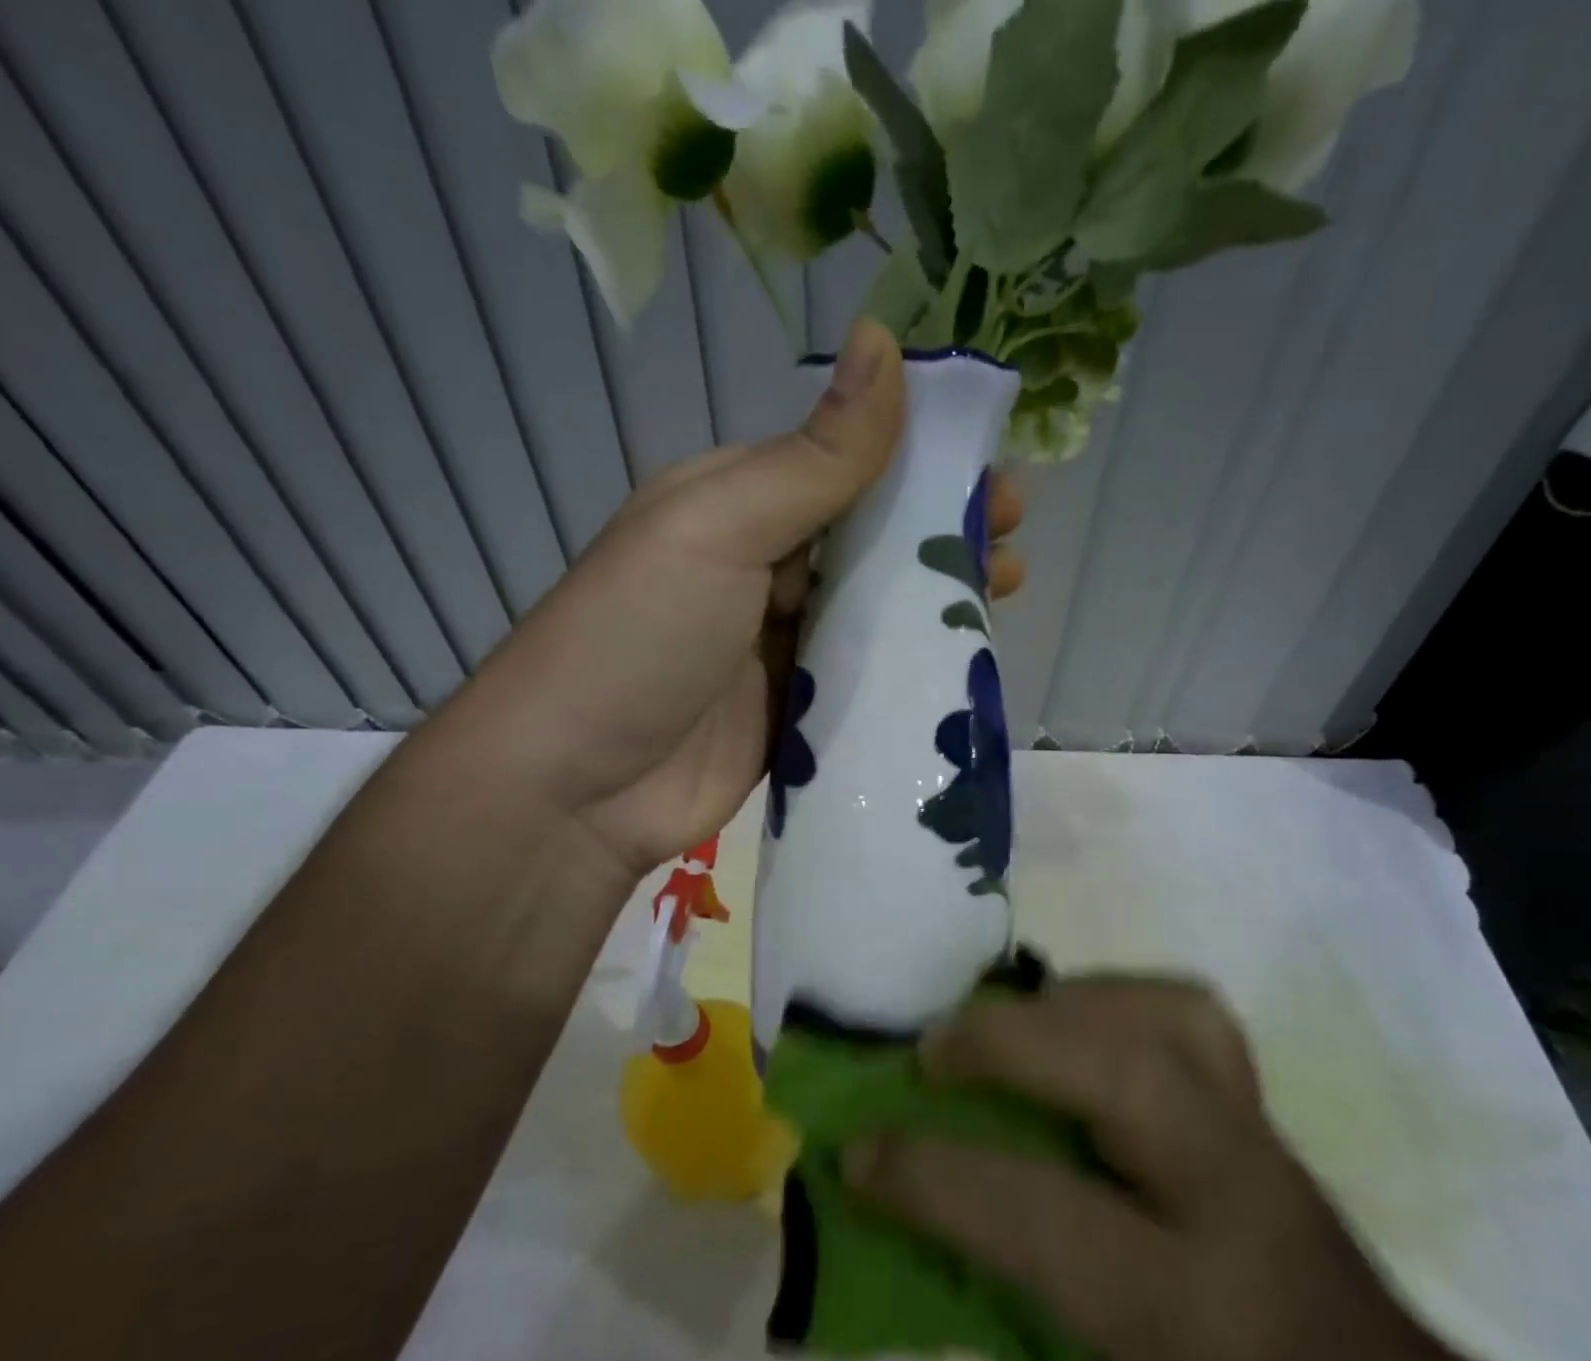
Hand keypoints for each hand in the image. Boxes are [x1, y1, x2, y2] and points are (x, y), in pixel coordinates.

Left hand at [457, 319, 1026, 879]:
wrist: (577, 788)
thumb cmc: (640, 637)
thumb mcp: (720, 528)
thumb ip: (813, 458)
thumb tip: (883, 341)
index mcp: (736, 504)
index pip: (842, 464)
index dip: (920, 460)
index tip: (993, 468)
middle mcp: (759, 568)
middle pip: (866, 538)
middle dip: (941, 533)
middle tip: (1013, 539)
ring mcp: (777, 646)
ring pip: (872, 609)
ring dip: (935, 599)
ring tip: (1007, 592)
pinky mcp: (793, 713)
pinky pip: (861, 678)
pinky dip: (909, 667)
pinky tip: (963, 662)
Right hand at [843, 977, 1579, 1360]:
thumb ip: (998, 1293)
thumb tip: (901, 1199)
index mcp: (1188, 1317)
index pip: (1038, 1215)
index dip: (930, 1176)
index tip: (858, 1152)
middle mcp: (1235, 1202)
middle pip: (1124, 1077)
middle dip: (1007, 1044)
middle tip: (930, 1051)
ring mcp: (1260, 1134)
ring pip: (1164, 1018)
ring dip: (1060, 1006)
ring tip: (1001, 1028)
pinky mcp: (1263, 1099)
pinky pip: (1185, 1008)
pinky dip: (1115, 997)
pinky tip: (1074, 1020)